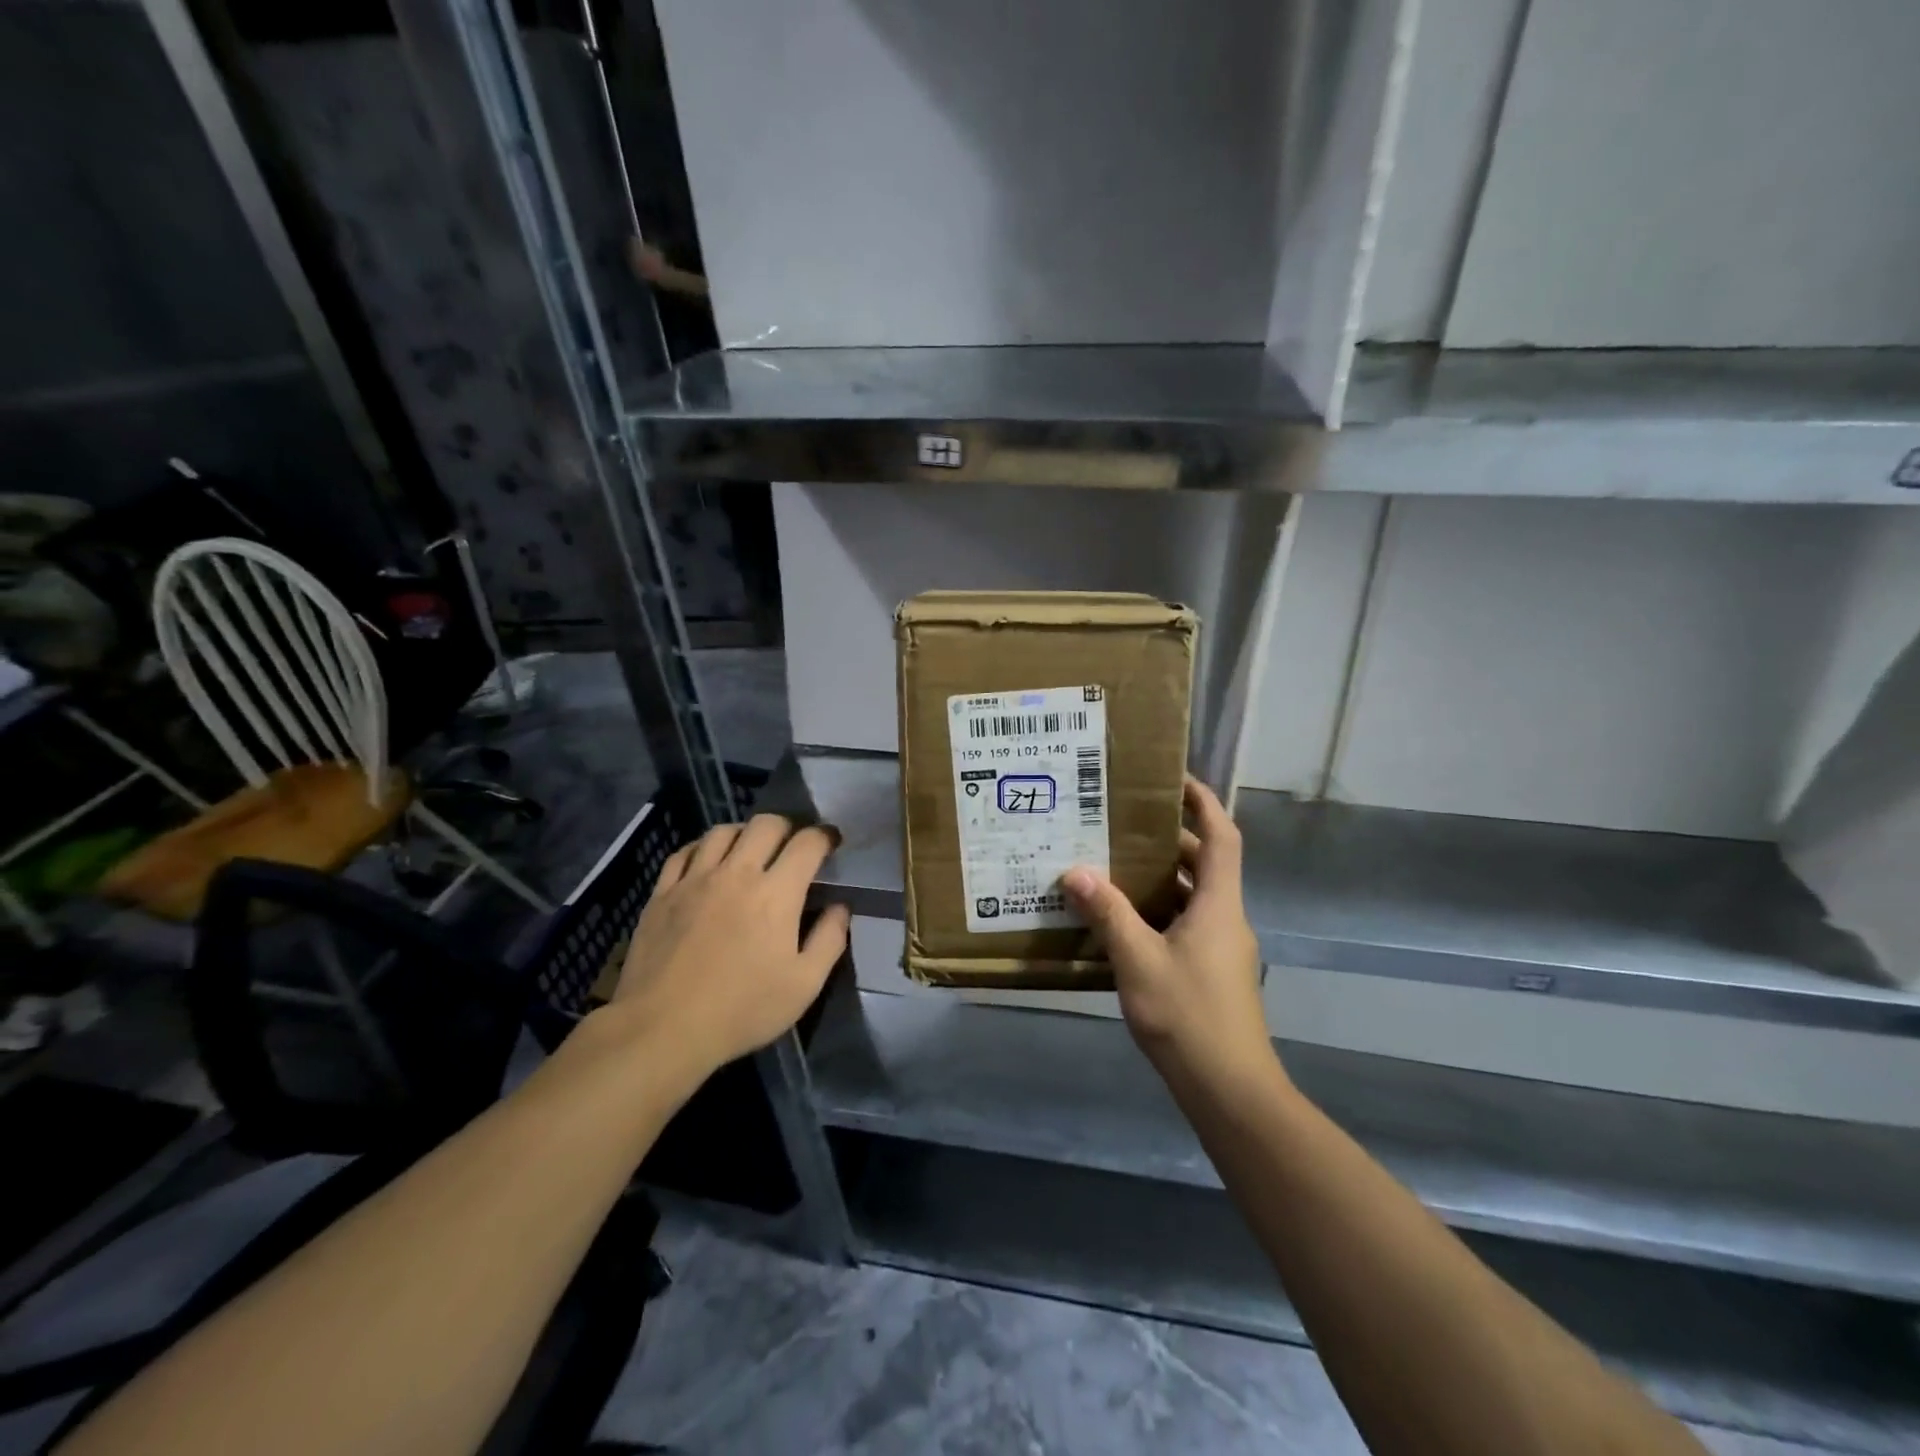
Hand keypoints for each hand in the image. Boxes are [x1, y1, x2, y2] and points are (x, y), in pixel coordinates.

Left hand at [608, 815, 849, 1081]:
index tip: (831, 842)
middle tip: (792, 846)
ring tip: (749, 850)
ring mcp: (695, 880)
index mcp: (776, 893)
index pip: (807, 843)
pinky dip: (702, 848)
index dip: (825, 836)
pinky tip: (706, 863)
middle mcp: (737, 873)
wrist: (663, 1029)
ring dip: (744, 833)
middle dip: (787, 827)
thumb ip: (829, 940)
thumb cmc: (742, 1009)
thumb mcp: (804, 985)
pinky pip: (683, 853)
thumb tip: (840, 907)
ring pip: (723, 831)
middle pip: (765, 824)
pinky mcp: (662, 893)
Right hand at [1063, 778, 1273, 1092]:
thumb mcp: (1138, 961)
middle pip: (1203, 864)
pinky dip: (1156, 912)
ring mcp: (1220, 948)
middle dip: (1168, 839)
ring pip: (1191, 897)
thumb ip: (1108, 914)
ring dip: (1158, 878)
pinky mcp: (1210, 973)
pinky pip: (1183, 925)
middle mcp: (1225, 919)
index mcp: (1218, 905)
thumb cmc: (1188, 1016)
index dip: (1204, 803)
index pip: (1221, 837)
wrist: (1230, 1090)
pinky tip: (1119, 922)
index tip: (1175, 780)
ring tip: (1111, 864)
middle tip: (1122, 823)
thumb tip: (1075, 871)